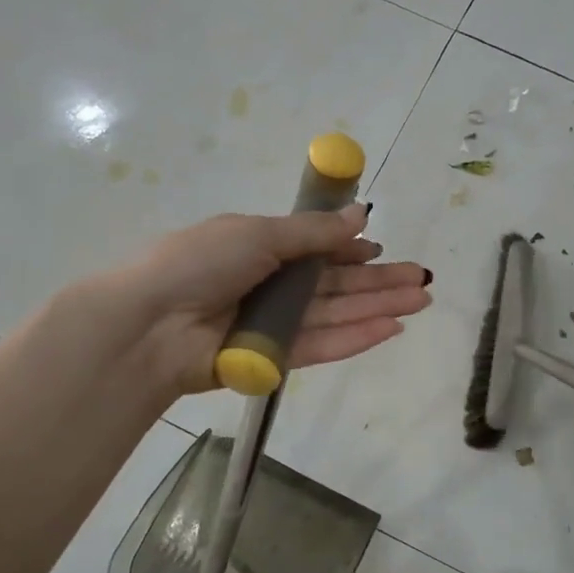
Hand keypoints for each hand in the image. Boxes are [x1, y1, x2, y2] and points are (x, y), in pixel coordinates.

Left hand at [122, 204, 430, 397]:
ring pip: (336, 314)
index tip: (383, 250)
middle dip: (380, 282)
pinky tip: (390, 328)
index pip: (318, 251)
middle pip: (336, 284)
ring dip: (378, 308)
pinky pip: (322, 345)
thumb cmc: (200, 263)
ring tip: (420, 302)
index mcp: (261, 248)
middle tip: (423, 282)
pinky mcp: (274, 359)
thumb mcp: (259, 233)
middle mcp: (271, 286)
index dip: (352, 251)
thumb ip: (314, 232)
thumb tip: (361, 213)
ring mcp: (274, 324)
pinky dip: (356, 337)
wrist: (150, 324)